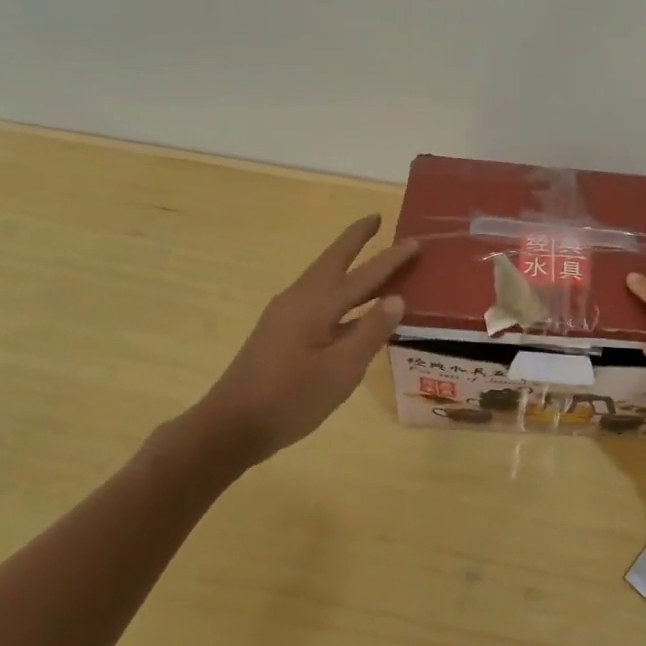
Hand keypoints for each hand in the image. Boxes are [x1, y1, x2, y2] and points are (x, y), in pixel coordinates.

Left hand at [183, 214, 417, 469]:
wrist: (231, 426)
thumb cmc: (291, 399)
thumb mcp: (341, 370)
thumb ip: (371, 332)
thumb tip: (397, 297)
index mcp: (317, 305)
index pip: (364, 275)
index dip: (391, 258)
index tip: (415, 240)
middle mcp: (299, 299)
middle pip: (333, 260)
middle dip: (355, 239)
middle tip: (375, 219)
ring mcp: (285, 314)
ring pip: (322, 277)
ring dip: (346, 261)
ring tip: (367, 254)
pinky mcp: (279, 330)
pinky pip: (316, 296)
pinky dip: (337, 288)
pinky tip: (347, 305)